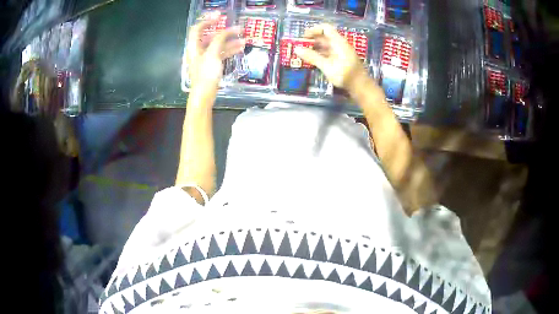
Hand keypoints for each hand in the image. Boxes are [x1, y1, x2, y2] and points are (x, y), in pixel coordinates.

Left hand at [186, 14, 244, 87]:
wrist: (204, 94)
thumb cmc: (206, 74)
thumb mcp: (212, 54)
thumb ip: (219, 39)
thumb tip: (226, 31)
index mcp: (194, 47)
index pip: (197, 29)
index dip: (207, 21)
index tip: (219, 18)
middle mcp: (198, 51)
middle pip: (210, 37)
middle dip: (224, 32)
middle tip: (237, 29)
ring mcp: (205, 58)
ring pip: (218, 45)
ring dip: (230, 41)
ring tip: (243, 39)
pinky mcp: (211, 66)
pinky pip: (221, 54)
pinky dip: (229, 50)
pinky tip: (240, 48)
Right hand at [294, 24, 366, 89]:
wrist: (361, 87)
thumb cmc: (345, 75)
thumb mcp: (327, 66)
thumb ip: (312, 57)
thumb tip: (296, 49)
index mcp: (338, 42)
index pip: (325, 28)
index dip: (313, 30)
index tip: (303, 37)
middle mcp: (340, 45)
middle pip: (324, 37)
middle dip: (311, 40)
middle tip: (300, 47)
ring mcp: (341, 52)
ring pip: (326, 46)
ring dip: (314, 48)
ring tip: (303, 55)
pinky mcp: (341, 60)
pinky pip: (328, 53)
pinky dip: (320, 55)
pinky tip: (313, 61)